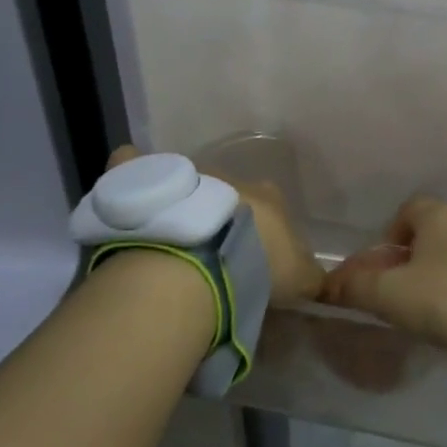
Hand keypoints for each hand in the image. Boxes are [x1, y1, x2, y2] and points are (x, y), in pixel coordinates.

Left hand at [107, 147, 324, 308]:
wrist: (196, 263)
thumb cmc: (255, 269)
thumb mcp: (299, 280)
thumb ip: (310, 275)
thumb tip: (315, 279)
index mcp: (267, 197)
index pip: (272, 208)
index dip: (266, 234)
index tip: (258, 260)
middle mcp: (228, 176)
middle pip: (228, 194)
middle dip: (223, 216)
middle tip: (214, 253)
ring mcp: (184, 174)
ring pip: (186, 183)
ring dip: (183, 203)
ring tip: (172, 238)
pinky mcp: (144, 179)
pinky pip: (133, 166)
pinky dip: (133, 173)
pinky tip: (131, 196)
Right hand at [321, 195, 446, 357]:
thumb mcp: (394, 297)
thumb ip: (357, 289)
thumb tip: (326, 285)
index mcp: (438, 215)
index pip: (407, 211)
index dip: (391, 237)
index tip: (386, 269)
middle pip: (436, 230)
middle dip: (419, 256)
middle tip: (409, 292)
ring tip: (442, 306)